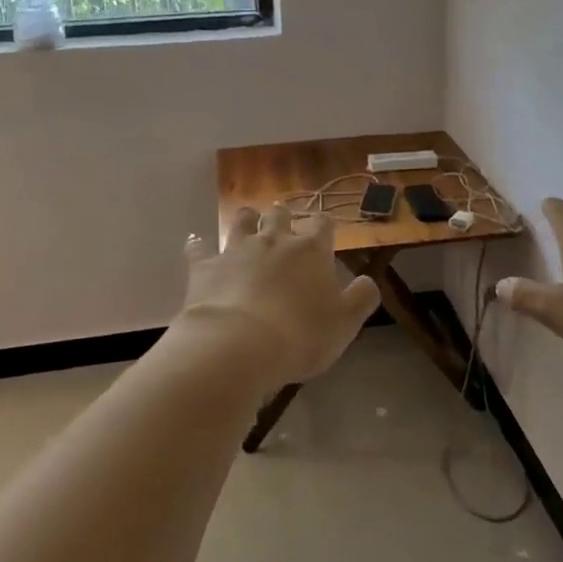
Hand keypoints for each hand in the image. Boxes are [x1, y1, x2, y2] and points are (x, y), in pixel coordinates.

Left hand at [179, 205, 380, 391]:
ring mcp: (236, 251)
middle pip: (279, 216)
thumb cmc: (300, 335)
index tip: (324, 232)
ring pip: (241, 223)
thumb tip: (367, 281)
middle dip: (283, 217)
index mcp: (310, 251)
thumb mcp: (345, 323)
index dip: (324, 226)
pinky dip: (198, 247)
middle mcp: (274, 241)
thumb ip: (361, 298)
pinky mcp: (205, 268)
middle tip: (283, 222)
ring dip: (246, 220)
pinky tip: (195, 245)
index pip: (322, 225)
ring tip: (248, 222)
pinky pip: (199, 250)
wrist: (238, 345)